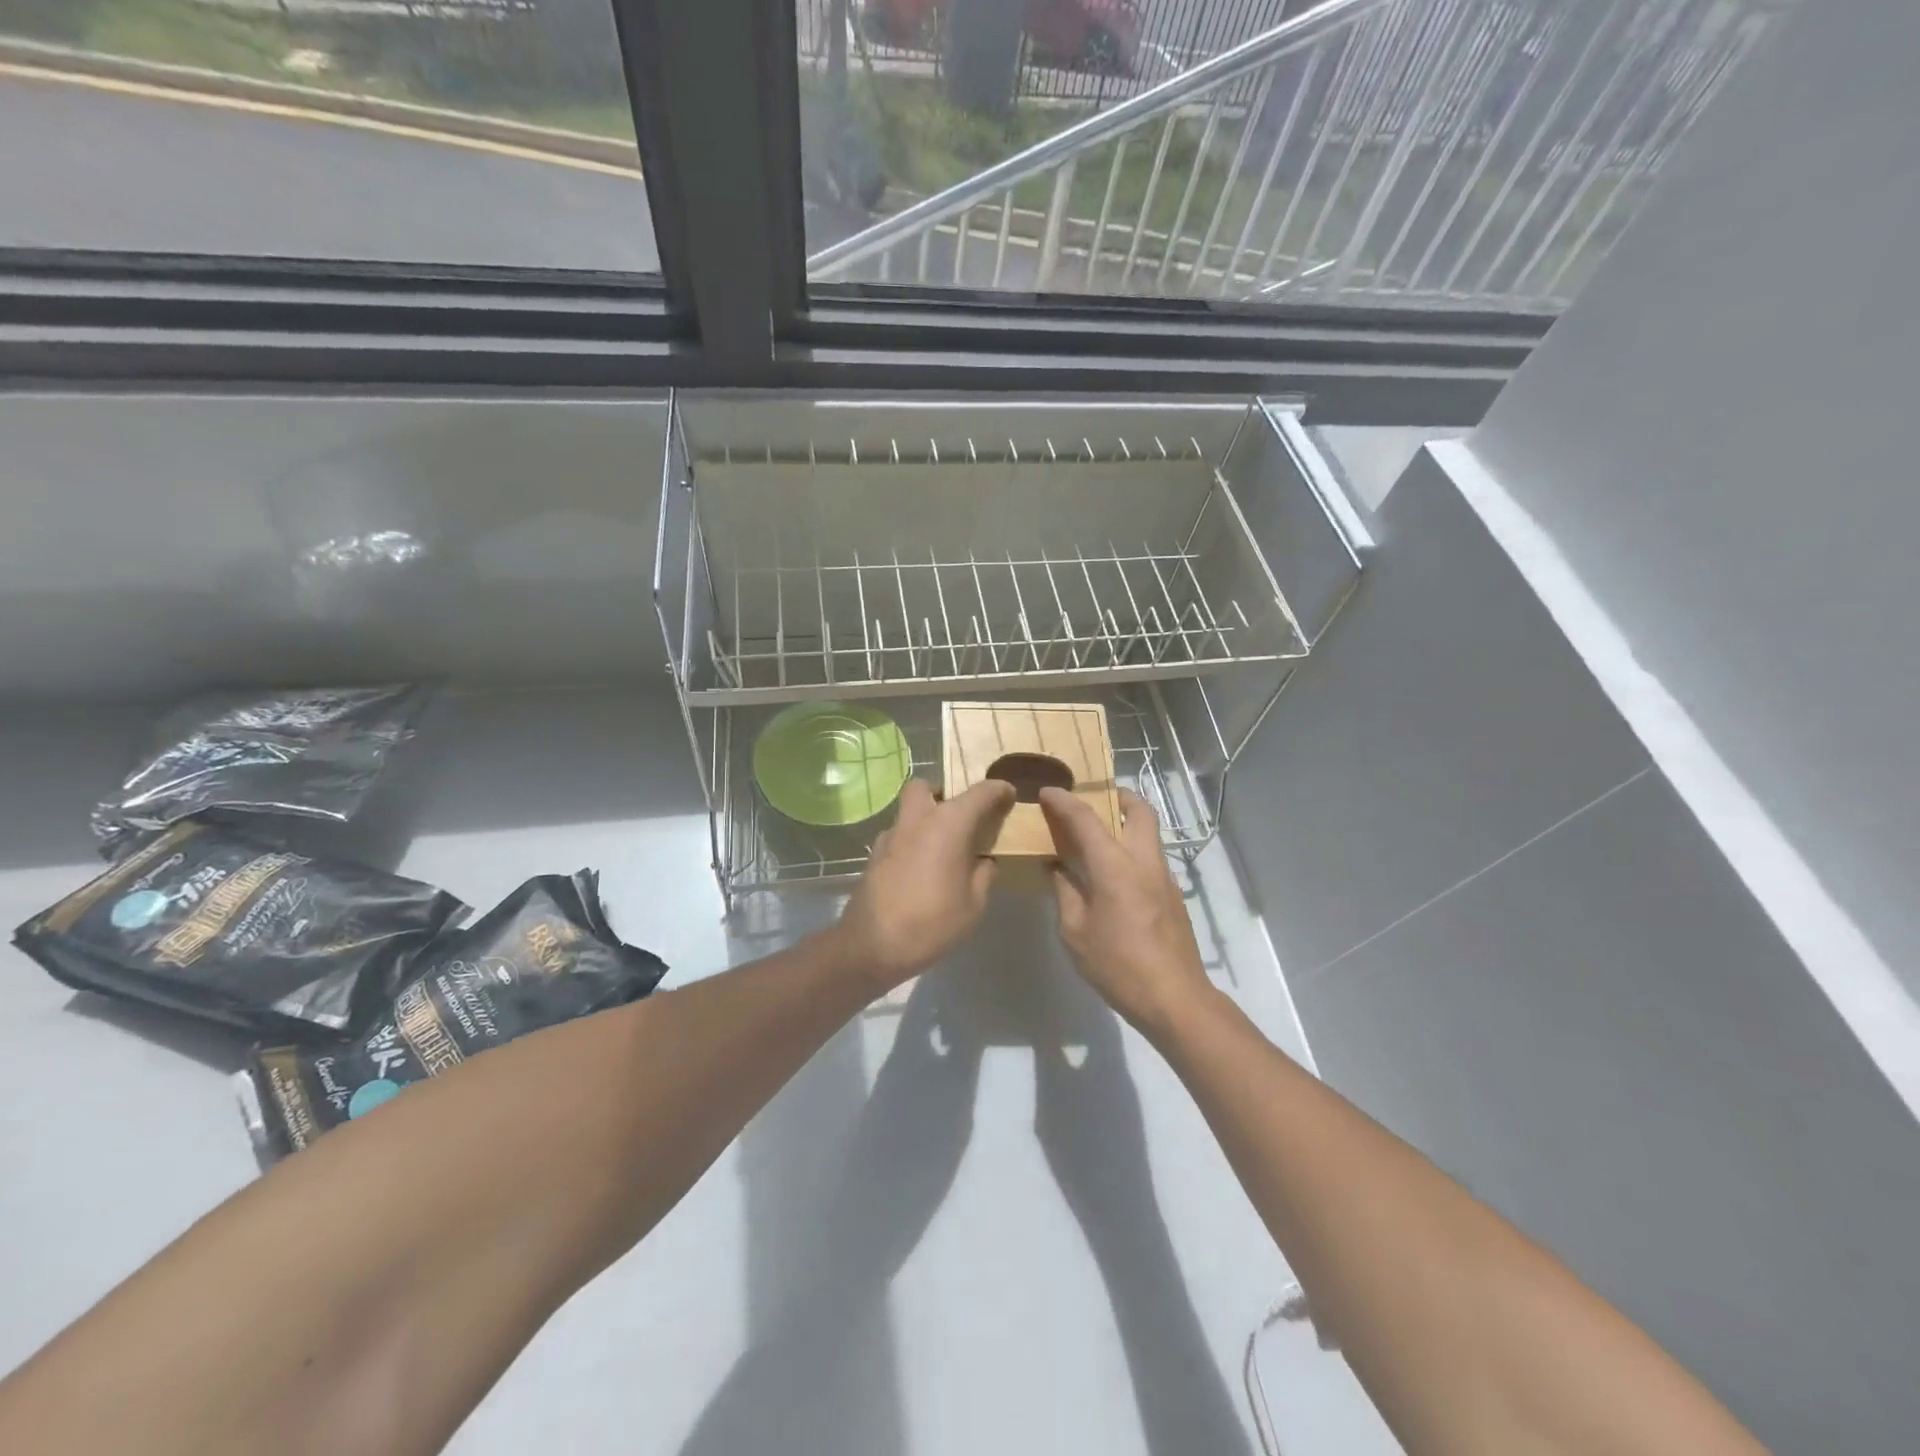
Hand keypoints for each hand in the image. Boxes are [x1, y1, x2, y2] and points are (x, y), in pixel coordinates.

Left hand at [833, 778, 1014, 991]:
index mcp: (948, 824)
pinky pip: (898, 834)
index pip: (979, 793)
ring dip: (925, 817)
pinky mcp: (875, 854)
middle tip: (960, 816)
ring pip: (908, 809)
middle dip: (944, 792)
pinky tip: (921, 867)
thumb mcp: (974, 904)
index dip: (998, 790)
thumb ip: (984, 874)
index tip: (1009, 795)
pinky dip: (912, 840)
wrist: (872, 945)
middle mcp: (917, 819)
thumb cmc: (932, 922)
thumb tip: (984, 861)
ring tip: (942, 846)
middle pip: (927, 786)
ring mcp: (891, 835)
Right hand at [1039, 786, 1212, 1039]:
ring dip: (1125, 823)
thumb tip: (1057, 868)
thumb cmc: (1118, 965)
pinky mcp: (1173, 896)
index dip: (1064, 802)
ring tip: (1097, 837)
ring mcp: (1164, 877)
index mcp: (1115, 866)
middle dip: (1116, 796)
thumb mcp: (1075, 932)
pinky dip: (1131, 849)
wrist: (1174, 998)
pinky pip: (1150, 857)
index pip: (1086, 819)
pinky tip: (1112, 875)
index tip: (1047, 791)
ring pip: (1148, 832)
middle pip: (1138, 810)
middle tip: (1093, 800)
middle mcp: (1144, 861)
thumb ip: (1065, 893)